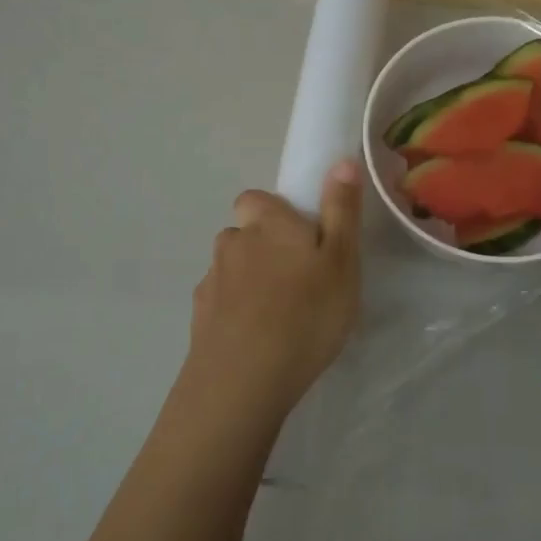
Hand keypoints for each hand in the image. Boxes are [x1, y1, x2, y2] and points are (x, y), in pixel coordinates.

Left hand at [182, 161, 362, 423]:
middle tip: (298, 280)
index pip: (256, 198)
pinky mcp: (199, 318)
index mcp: (267, 224)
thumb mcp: (341, 260)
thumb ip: (341, 210)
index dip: (275, 213)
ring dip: (249, 281)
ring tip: (278, 314)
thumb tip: (341, 160)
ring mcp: (211, 282)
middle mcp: (233, 243)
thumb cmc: (306, 314)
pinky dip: (235, 312)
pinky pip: (220, 303)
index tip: (299, 237)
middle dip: (264, 248)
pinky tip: (256, 339)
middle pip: (244, 234)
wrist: (244, 380)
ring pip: (231, 269)